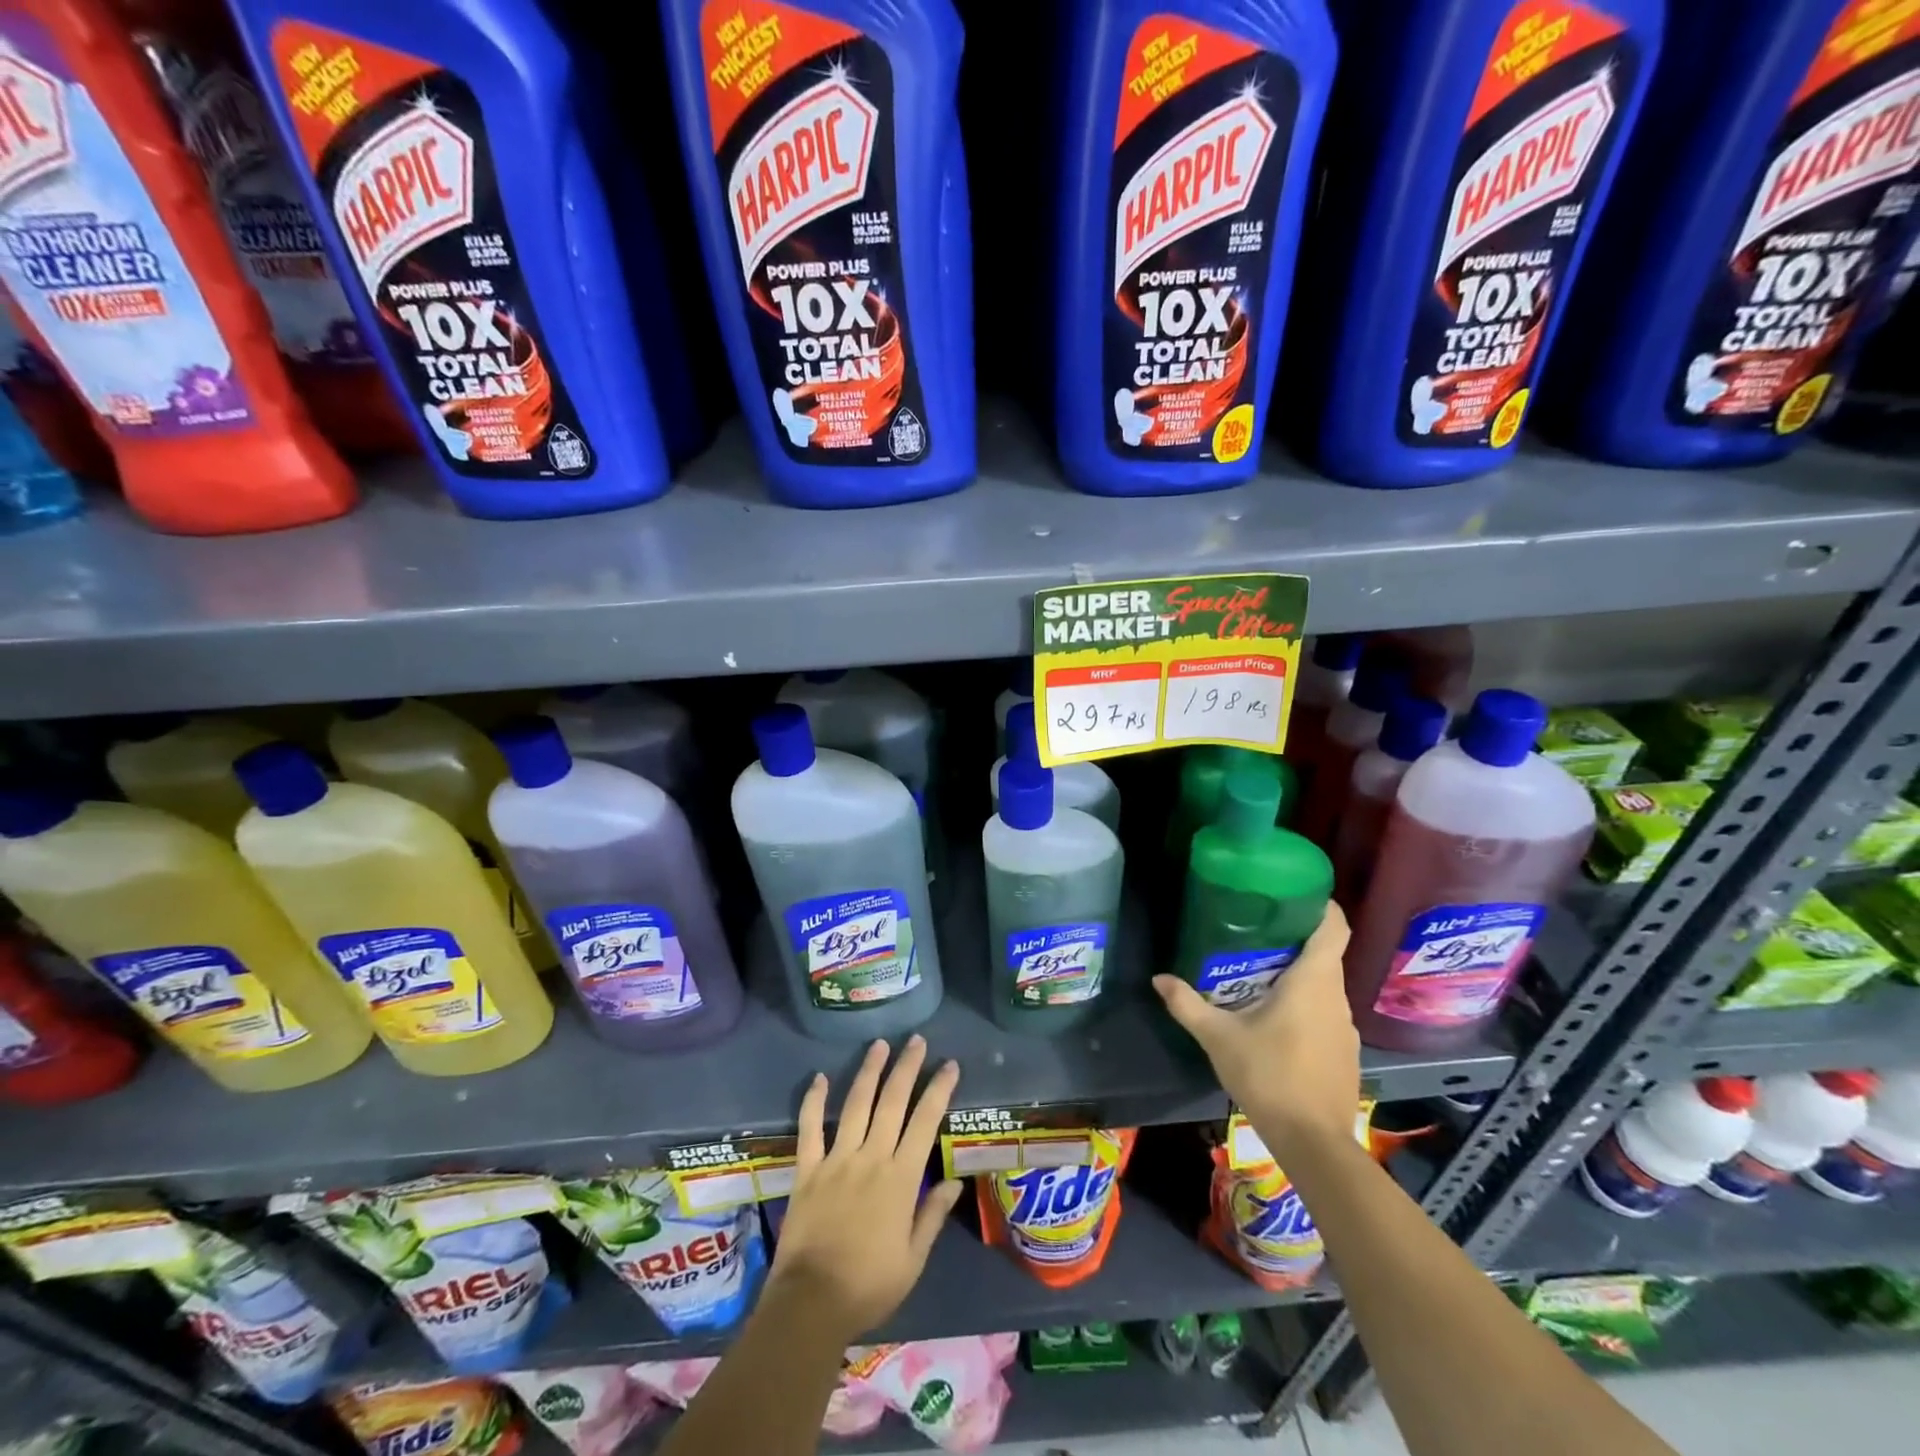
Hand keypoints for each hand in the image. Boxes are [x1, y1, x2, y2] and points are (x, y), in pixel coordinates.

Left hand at [768, 1036, 962, 1341]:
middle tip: (916, 1040)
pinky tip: (820, 1077)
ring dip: (868, 1072)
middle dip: (906, 1067)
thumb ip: (932, 1216)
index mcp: (900, 1178)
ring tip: (879, 1045)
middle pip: (891, 1102)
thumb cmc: (869, 1286)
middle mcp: (870, 1158)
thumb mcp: (913, 1259)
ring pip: (855, 1105)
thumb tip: (953, 1181)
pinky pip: (809, 1128)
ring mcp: (835, 1160)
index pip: (925, 1122)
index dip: (939, 1090)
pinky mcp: (807, 1170)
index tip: (949, 1065)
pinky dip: (813, 1101)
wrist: (810, 1304)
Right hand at [1153, 902, 1359, 1163]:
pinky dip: (1304, 1005)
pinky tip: (1275, 1020)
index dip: (1320, 904)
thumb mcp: (1218, 1037)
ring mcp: (1346, 1027)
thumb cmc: (1269, 1076)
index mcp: (1313, 982)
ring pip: (1324, 986)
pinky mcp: (1345, 1052)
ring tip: (1258, 974)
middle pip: (1325, 954)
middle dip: (1294, 939)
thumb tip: (1158, 978)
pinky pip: (1326, 1013)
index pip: (1334, 927)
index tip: (1295, 892)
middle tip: (1255, 931)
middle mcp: (1337, 997)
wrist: (1314, 1143)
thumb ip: (1187, 1004)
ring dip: (1298, 975)